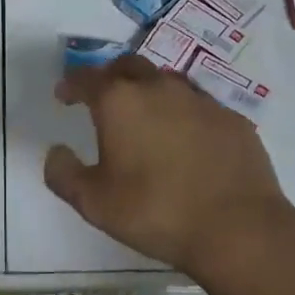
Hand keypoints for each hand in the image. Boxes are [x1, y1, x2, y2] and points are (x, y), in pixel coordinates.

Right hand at [44, 55, 292, 281]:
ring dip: (149, 90)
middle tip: (103, 98)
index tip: (64, 95)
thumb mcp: (94, 203)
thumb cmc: (156, 212)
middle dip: (110, 76)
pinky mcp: (231, 119)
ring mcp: (200, 100)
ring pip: (166, 81)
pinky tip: (186, 139)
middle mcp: (158, 88)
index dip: (71, 84)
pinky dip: (184, 113)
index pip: (86, 78)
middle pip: (128, 66)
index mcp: (120, 101)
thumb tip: (56, 152)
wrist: (238, 228)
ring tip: (146, 116)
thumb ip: (64, 174)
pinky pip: (199, 105)